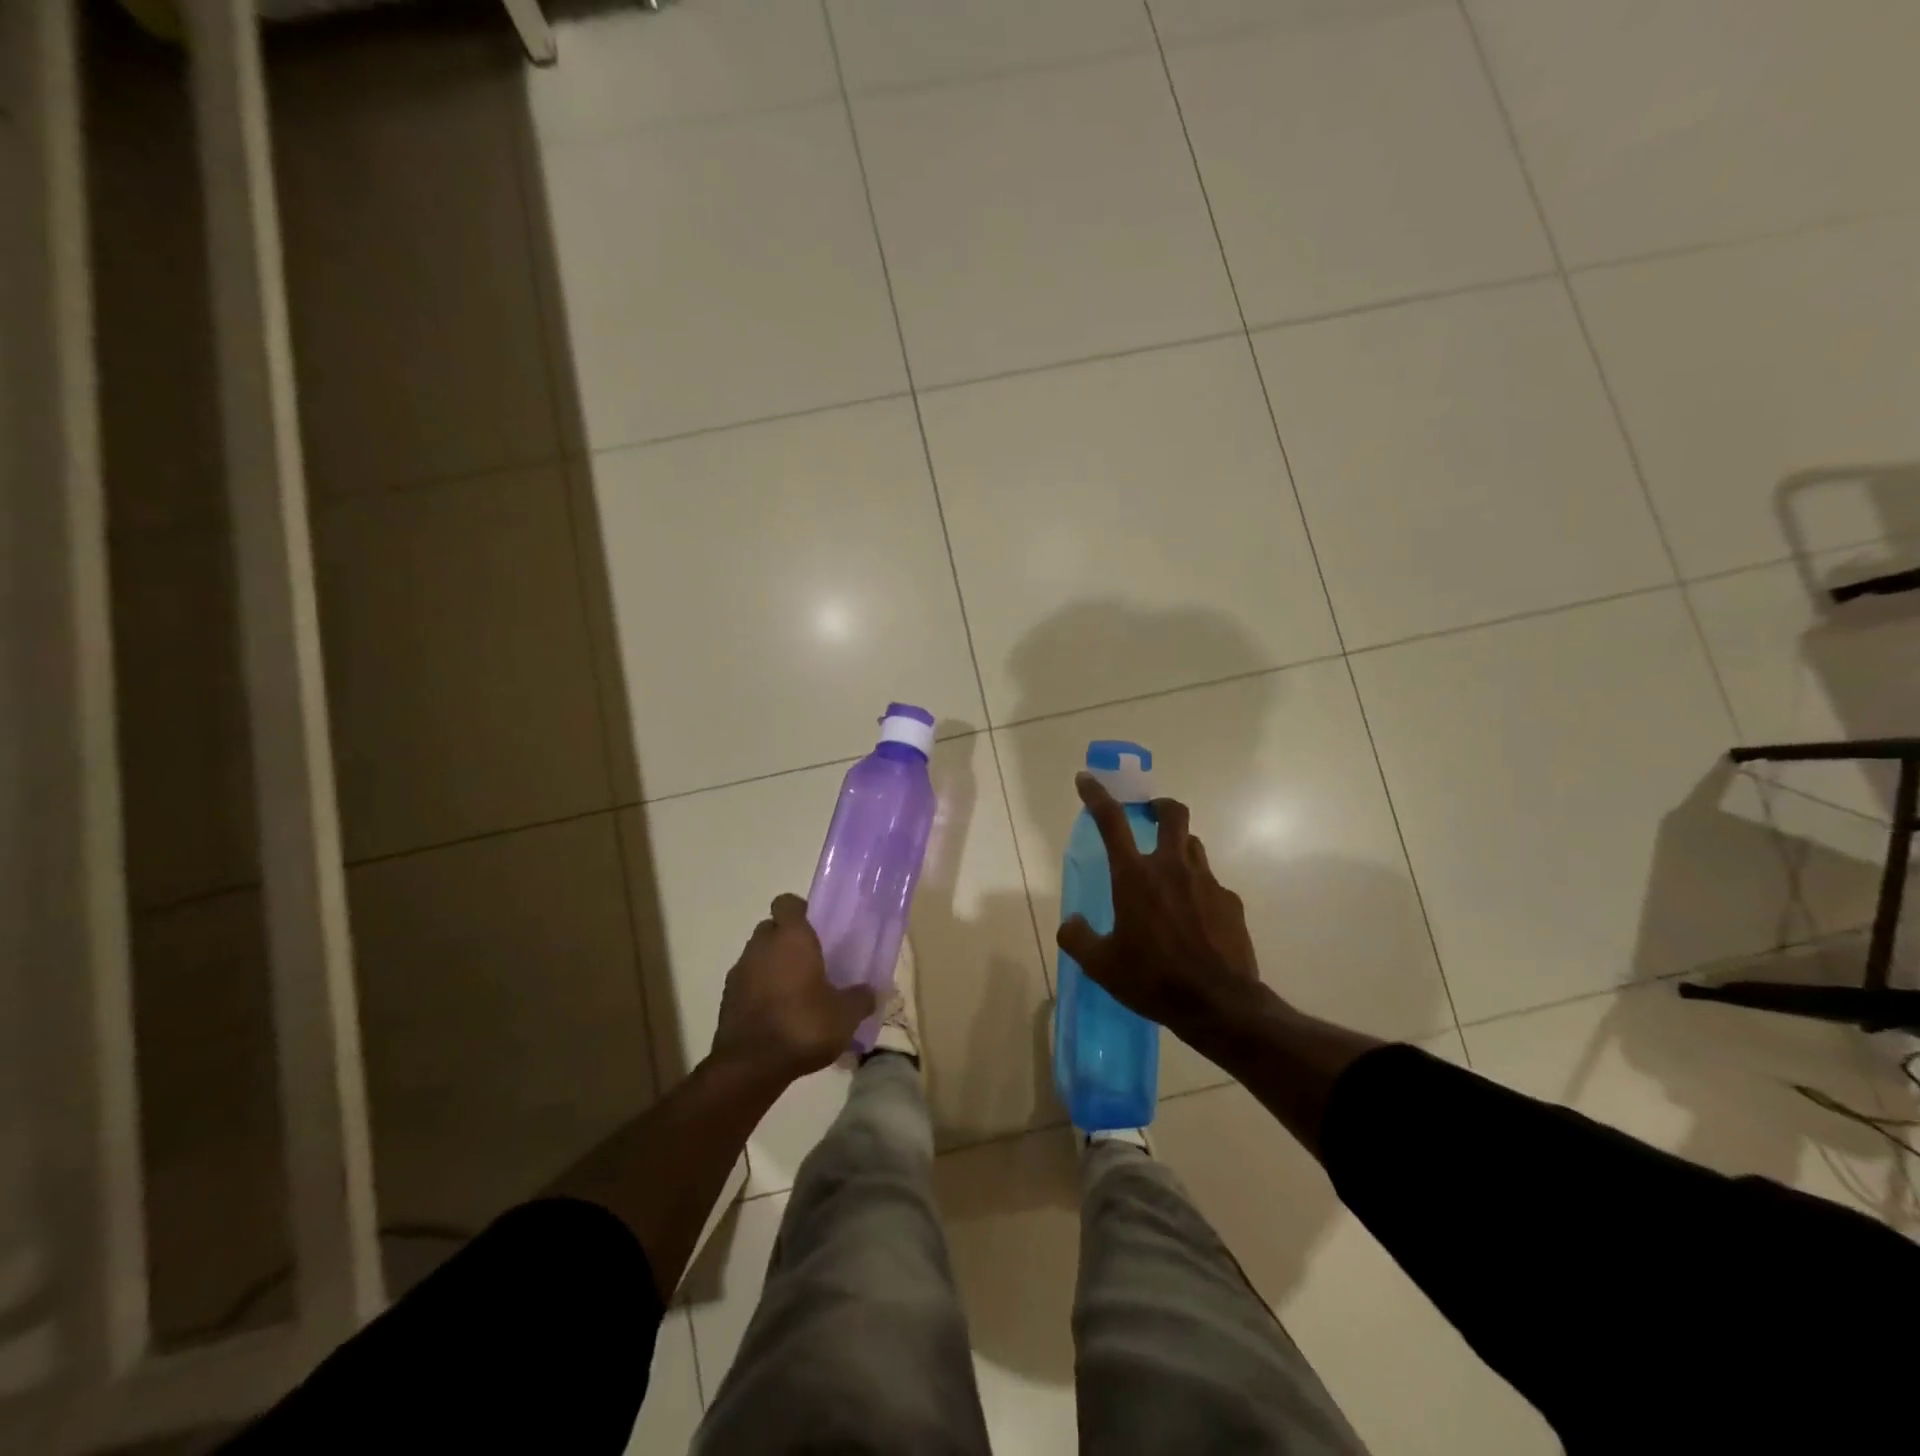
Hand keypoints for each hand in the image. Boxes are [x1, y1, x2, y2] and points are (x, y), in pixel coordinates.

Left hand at [710, 894, 875, 1084]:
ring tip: (795, 992)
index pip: (787, 903)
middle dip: (787, 940)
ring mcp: (739, 972)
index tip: (816, 928)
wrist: (751, 1066)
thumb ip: (860, 998)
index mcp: (791, 938)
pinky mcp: (726, 998)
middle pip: (771, 928)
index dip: (800, 911)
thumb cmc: (803, 1025)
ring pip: (758, 955)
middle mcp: (761, 946)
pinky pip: (747, 982)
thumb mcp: (845, 1015)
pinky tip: (778, 1014)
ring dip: (772, 966)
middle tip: (811, 961)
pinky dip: (759, 990)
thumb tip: (871, 992)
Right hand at [1058, 774, 1265, 1041]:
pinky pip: (1211, 884)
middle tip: (1150, 815)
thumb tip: (1071, 922)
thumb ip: (1078, 938)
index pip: (1111, 821)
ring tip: (1168, 876)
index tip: (1087, 779)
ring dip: (1178, 848)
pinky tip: (1194, 920)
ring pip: (1193, 847)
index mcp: (1135, 877)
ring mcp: (1207, 882)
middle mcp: (1172, 868)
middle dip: (1160, 806)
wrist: (1219, 1006)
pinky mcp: (1231, 903)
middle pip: (1172, 814)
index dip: (1097, 795)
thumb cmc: (1152, 980)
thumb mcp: (1101, 965)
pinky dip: (1198, 890)